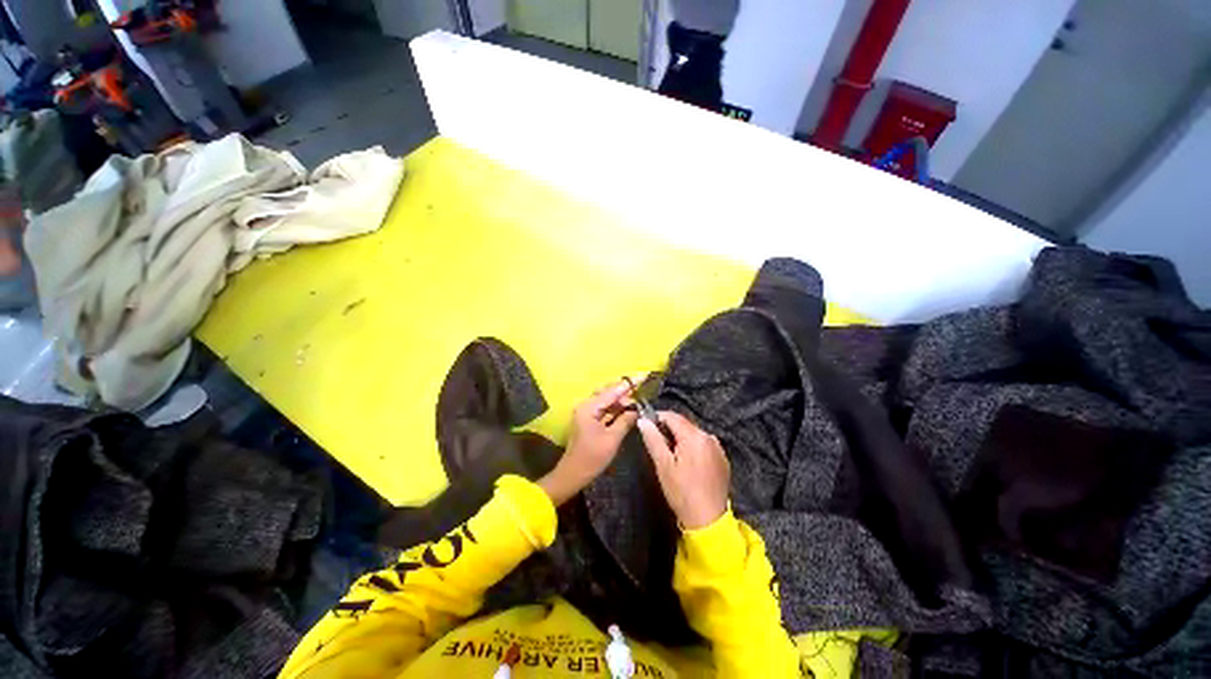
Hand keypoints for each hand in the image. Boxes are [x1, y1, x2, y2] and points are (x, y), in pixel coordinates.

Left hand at [539, 379, 638, 505]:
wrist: (573, 474)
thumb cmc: (592, 458)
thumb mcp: (612, 439)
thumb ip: (625, 421)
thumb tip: (637, 410)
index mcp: (589, 407)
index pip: (612, 391)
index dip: (628, 384)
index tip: (643, 376)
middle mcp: (586, 405)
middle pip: (607, 392)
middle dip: (625, 391)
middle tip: (642, 391)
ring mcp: (586, 412)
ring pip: (606, 399)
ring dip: (621, 399)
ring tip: (637, 400)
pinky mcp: (588, 419)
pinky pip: (604, 408)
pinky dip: (615, 407)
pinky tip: (626, 409)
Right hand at [637, 411, 730, 529]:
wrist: (709, 521)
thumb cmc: (682, 492)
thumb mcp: (663, 465)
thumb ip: (653, 439)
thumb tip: (643, 420)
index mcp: (694, 436)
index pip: (672, 416)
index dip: (657, 418)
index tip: (647, 427)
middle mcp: (709, 436)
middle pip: (684, 424)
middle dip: (669, 430)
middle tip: (658, 446)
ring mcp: (718, 447)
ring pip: (693, 434)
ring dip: (681, 439)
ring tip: (672, 457)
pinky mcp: (722, 458)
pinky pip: (703, 444)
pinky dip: (693, 447)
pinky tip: (688, 464)